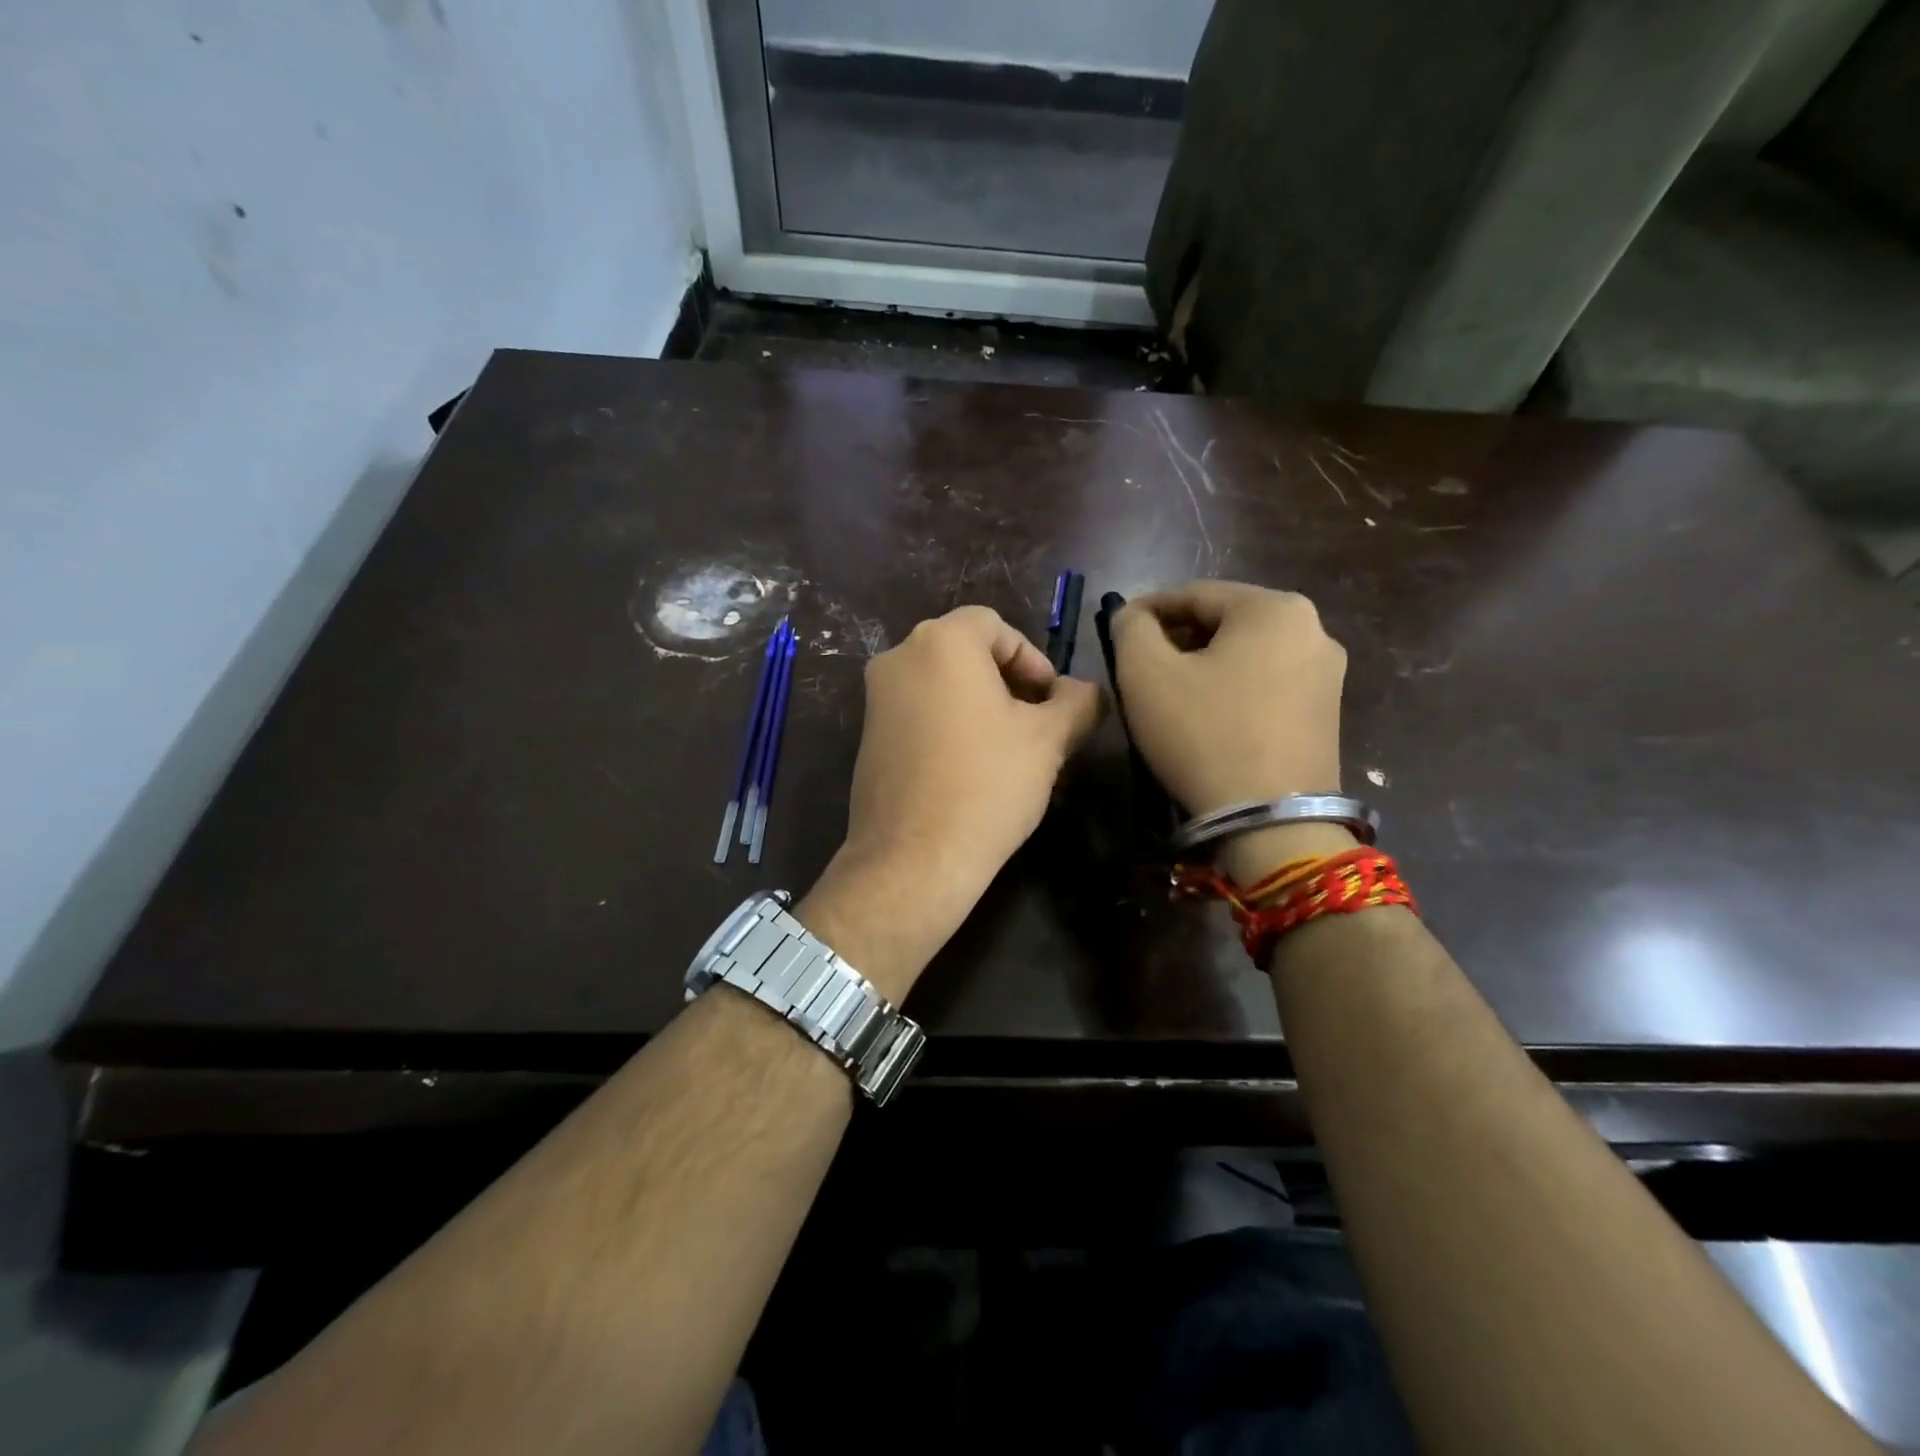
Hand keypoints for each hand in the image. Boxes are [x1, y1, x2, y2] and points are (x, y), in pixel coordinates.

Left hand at [798, 606, 1101, 998]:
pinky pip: (918, 711)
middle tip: (1036, 723)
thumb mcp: (1049, 739)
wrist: (914, 859)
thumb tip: (1087, 690)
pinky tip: (970, 768)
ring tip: (1009, 749)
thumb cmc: (987, 785)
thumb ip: (1078, 701)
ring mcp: (875, 698)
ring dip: (980, 704)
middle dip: (1008, 681)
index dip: (1032, 657)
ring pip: (941, 683)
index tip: (1051, 700)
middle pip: (966, 651)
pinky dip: (948, 723)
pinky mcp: (867, 736)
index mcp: (941, 642)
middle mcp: (898, 657)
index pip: (995, 626)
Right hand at [1112, 578, 1346, 815]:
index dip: (1147, 609)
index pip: (1195, 593)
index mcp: (1274, 608)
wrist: (1271, 823)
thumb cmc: (1203, 735)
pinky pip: (1267, 683)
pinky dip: (1231, 688)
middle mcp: (1313, 629)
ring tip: (1167, 692)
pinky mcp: (1326, 713)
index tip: (1116, 630)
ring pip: (1247, 654)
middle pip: (1225, 621)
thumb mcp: (1145, 673)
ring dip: (1203, 664)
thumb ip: (1130, 629)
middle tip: (1137, 664)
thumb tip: (1133, 617)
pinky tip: (1206, 715)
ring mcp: (1327, 674)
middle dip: (1177, 638)